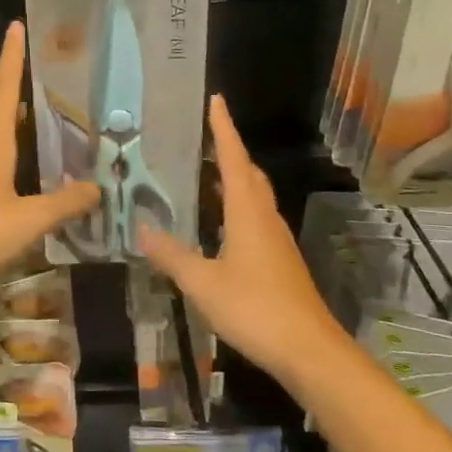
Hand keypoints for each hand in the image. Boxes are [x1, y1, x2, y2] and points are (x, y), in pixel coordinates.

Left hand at [0, 21, 100, 296]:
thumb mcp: (27, 221)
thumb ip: (63, 204)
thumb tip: (97, 188)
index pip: (4, 89)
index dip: (12, 58)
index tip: (16, 26)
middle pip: (1, 111)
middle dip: (22, 92)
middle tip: (56, 87)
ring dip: (21, 128)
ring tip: (54, 128)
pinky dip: (15, 157)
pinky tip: (31, 177)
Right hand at [140, 96, 340, 391]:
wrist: (309, 351)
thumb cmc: (255, 309)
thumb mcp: (202, 282)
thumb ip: (172, 255)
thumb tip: (142, 230)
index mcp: (248, 213)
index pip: (235, 159)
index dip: (223, 129)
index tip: (216, 100)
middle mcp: (265, 218)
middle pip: (249, 174)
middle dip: (229, 151)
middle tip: (202, 137)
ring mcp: (276, 241)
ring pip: (254, 198)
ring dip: (233, 180)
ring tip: (204, 173)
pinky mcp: (279, 261)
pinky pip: (254, 219)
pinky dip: (235, 208)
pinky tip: (217, 224)